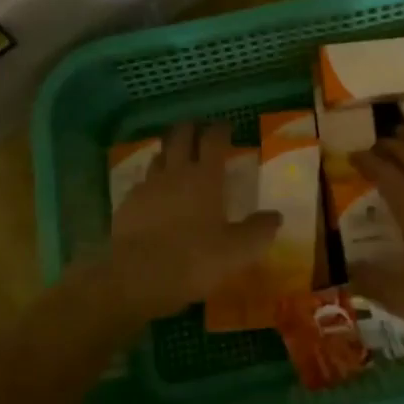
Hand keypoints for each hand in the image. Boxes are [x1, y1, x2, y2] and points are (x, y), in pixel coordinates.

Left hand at [105, 122, 280, 322]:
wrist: (136, 277)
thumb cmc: (193, 259)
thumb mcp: (236, 251)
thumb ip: (258, 232)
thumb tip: (276, 216)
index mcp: (205, 178)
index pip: (213, 140)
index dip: (220, 129)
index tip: (226, 126)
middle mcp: (175, 173)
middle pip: (180, 137)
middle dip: (190, 129)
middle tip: (197, 130)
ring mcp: (147, 186)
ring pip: (158, 157)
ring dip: (168, 153)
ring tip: (174, 158)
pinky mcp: (126, 204)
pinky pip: (141, 184)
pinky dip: (150, 183)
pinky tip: (152, 195)